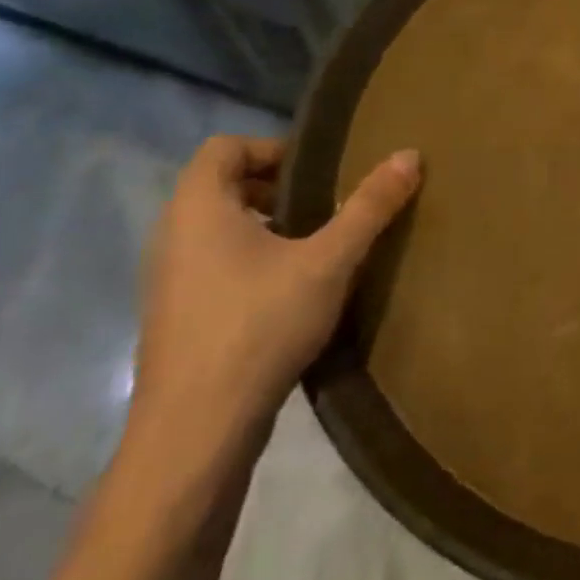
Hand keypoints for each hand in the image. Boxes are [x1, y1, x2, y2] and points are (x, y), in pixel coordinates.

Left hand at [126, 136, 421, 465]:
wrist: (196, 432)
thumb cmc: (259, 326)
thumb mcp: (329, 261)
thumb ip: (369, 206)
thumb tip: (410, 155)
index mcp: (198, 209)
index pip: (223, 147)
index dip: (273, 148)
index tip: (318, 174)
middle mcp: (172, 236)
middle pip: (220, 186)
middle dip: (275, 187)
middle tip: (326, 205)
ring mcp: (168, 281)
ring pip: (216, 228)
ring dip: (264, 225)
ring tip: (316, 246)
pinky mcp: (176, 318)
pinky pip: (212, 265)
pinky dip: (250, 260)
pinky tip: (291, 291)